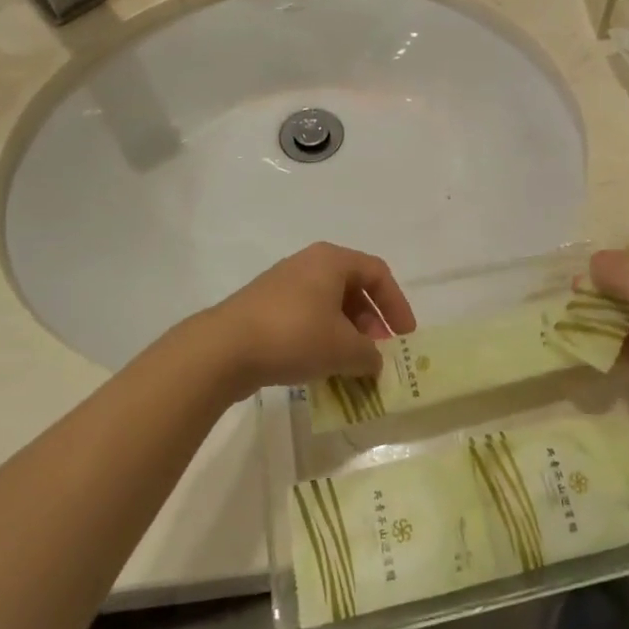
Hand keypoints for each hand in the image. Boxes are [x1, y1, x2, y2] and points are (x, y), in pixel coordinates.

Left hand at [191, 242, 416, 396]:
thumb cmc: (294, 335)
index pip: (378, 274)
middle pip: (353, 288)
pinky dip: (322, 339)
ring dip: (347, 334)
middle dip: (371, 323)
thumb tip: (374, 362)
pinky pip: (306, 318)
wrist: (223, 348)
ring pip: (329, 306)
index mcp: (332, 260)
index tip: (405, 337)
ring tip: (353, 366)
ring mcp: (283, 285)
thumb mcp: (343, 349)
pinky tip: (323, 368)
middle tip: (378, 355)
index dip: (397, 305)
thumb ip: (369, 355)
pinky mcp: (265, 308)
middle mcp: (309, 264)